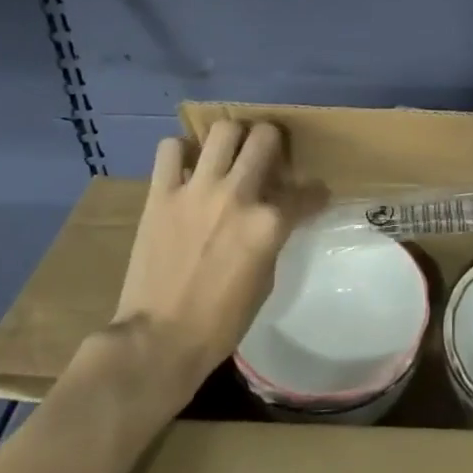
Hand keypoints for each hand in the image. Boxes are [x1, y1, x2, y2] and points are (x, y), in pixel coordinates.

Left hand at [87, 121, 311, 411]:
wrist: (157, 342)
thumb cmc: (219, 323)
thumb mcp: (265, 281)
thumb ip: (272, 238)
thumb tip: (275, 217)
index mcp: (268, 223)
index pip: (306, 192)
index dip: (315, 194)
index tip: (314, 196)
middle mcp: (237, 196)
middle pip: (265, 137)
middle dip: (273, 142)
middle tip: (267, 156)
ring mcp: (197, 191)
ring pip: (222, 130)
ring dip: (231, 139)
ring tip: (228, 154)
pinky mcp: (161, 194)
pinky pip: (170, 149)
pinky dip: (180, 153)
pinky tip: (186, 169)